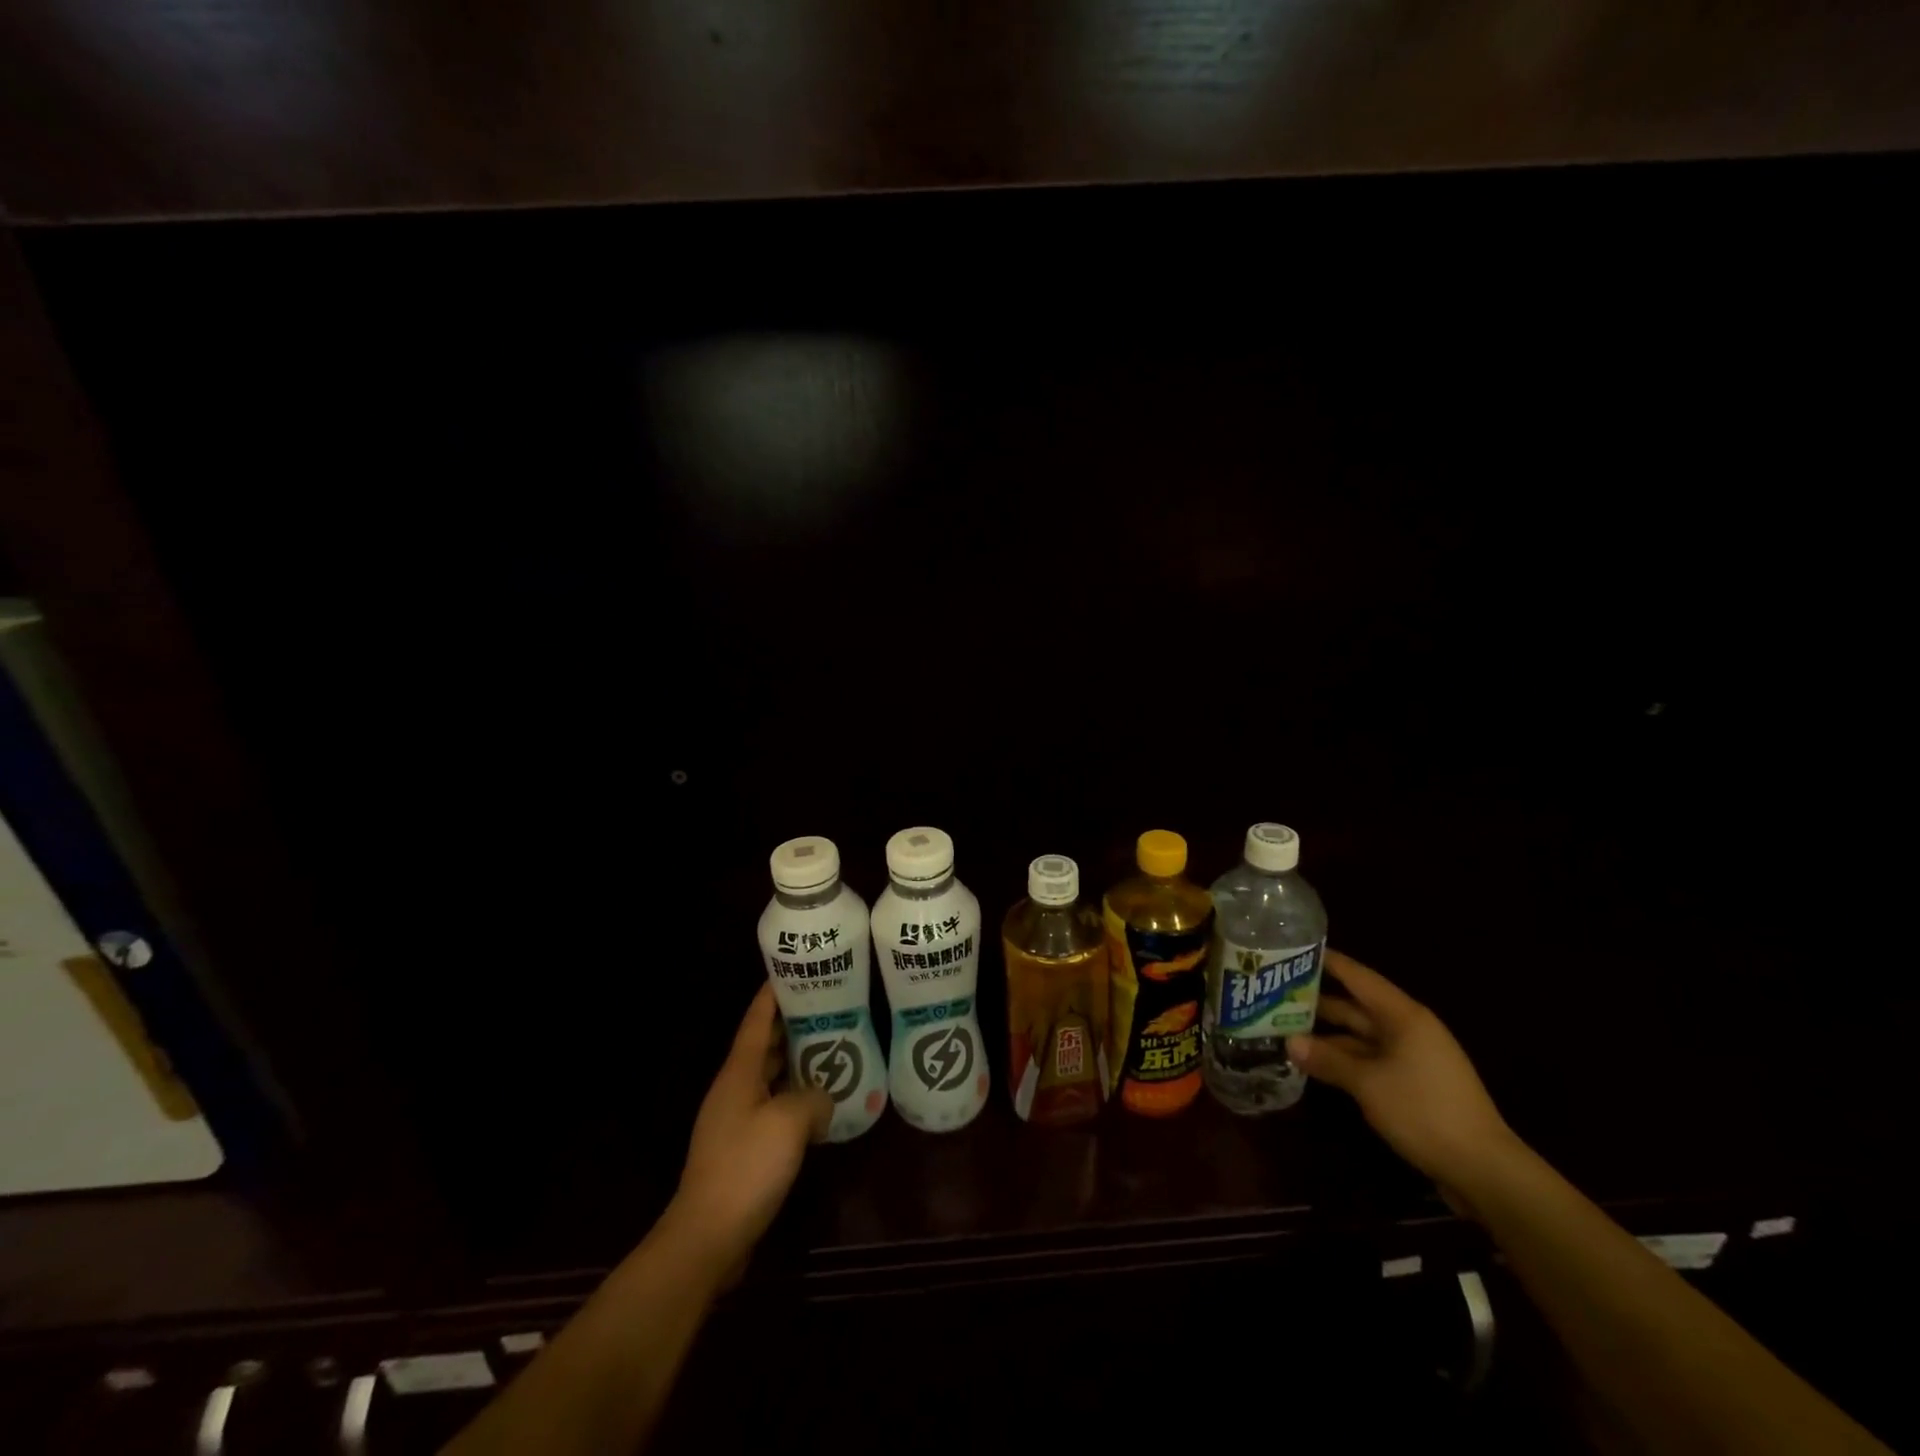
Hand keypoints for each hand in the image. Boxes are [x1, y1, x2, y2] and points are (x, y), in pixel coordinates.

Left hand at [667, 984, 831, 1278]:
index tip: (790, 972)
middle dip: (790, 1026)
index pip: (755, 1022)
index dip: (771, 996)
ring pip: (768, 1079)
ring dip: (794, 1064)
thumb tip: (822, 1099)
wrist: (707, 1237)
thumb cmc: (747, 1167)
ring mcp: (734, 1122)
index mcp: (738, 1074)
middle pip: (762, 1047)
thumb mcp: (790, 1122)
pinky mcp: (740, 1151)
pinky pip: (771, 1110)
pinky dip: (792, 1100)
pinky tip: (818, 1108)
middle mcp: (733, 1091)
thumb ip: (813, 1098)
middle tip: (826, 1009)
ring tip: (830, 1051)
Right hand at [1287, 950, 1520, 1210]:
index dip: (1327, 962)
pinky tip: (1315, 1063)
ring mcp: (1411, 1058)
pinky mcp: (1412, 1084)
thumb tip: (1289, 1042)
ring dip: (1327, 1035)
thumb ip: (1328, 1059)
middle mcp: (1407, 1030)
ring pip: (1360, 1036)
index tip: (1293, 950)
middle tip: (1274, 994)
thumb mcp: (1368, 1084)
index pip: (1358, 977)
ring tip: (1285, 1029)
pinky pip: (1369, 1060)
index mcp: (1403, 1016)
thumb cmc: (1424, 1111)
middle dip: (1317, 1001)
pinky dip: (1343, 1059)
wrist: (1484, 1170)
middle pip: (1356, 1007)